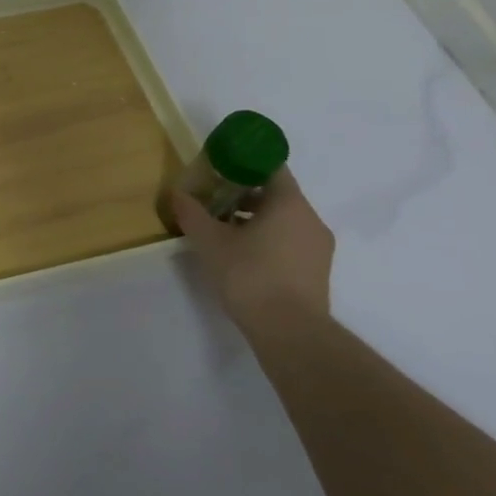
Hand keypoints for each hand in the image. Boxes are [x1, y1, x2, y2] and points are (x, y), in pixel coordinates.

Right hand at [172, 169, 334, 328]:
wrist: (289, 331)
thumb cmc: (249, 275)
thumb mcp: (209, 241)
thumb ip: (192, 213)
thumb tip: (177, 193)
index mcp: (289, 203)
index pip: (271, 167)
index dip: (244, 164)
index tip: (220, 169)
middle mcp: (310, 219)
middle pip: (277, 194)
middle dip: (244, 195)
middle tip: (214, 201)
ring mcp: (319, 247)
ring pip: (284, 220)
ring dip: (255, 220)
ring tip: (224, 232)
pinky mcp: (317, 271)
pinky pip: (291, 242)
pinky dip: (268, 240)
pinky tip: (243, 257)